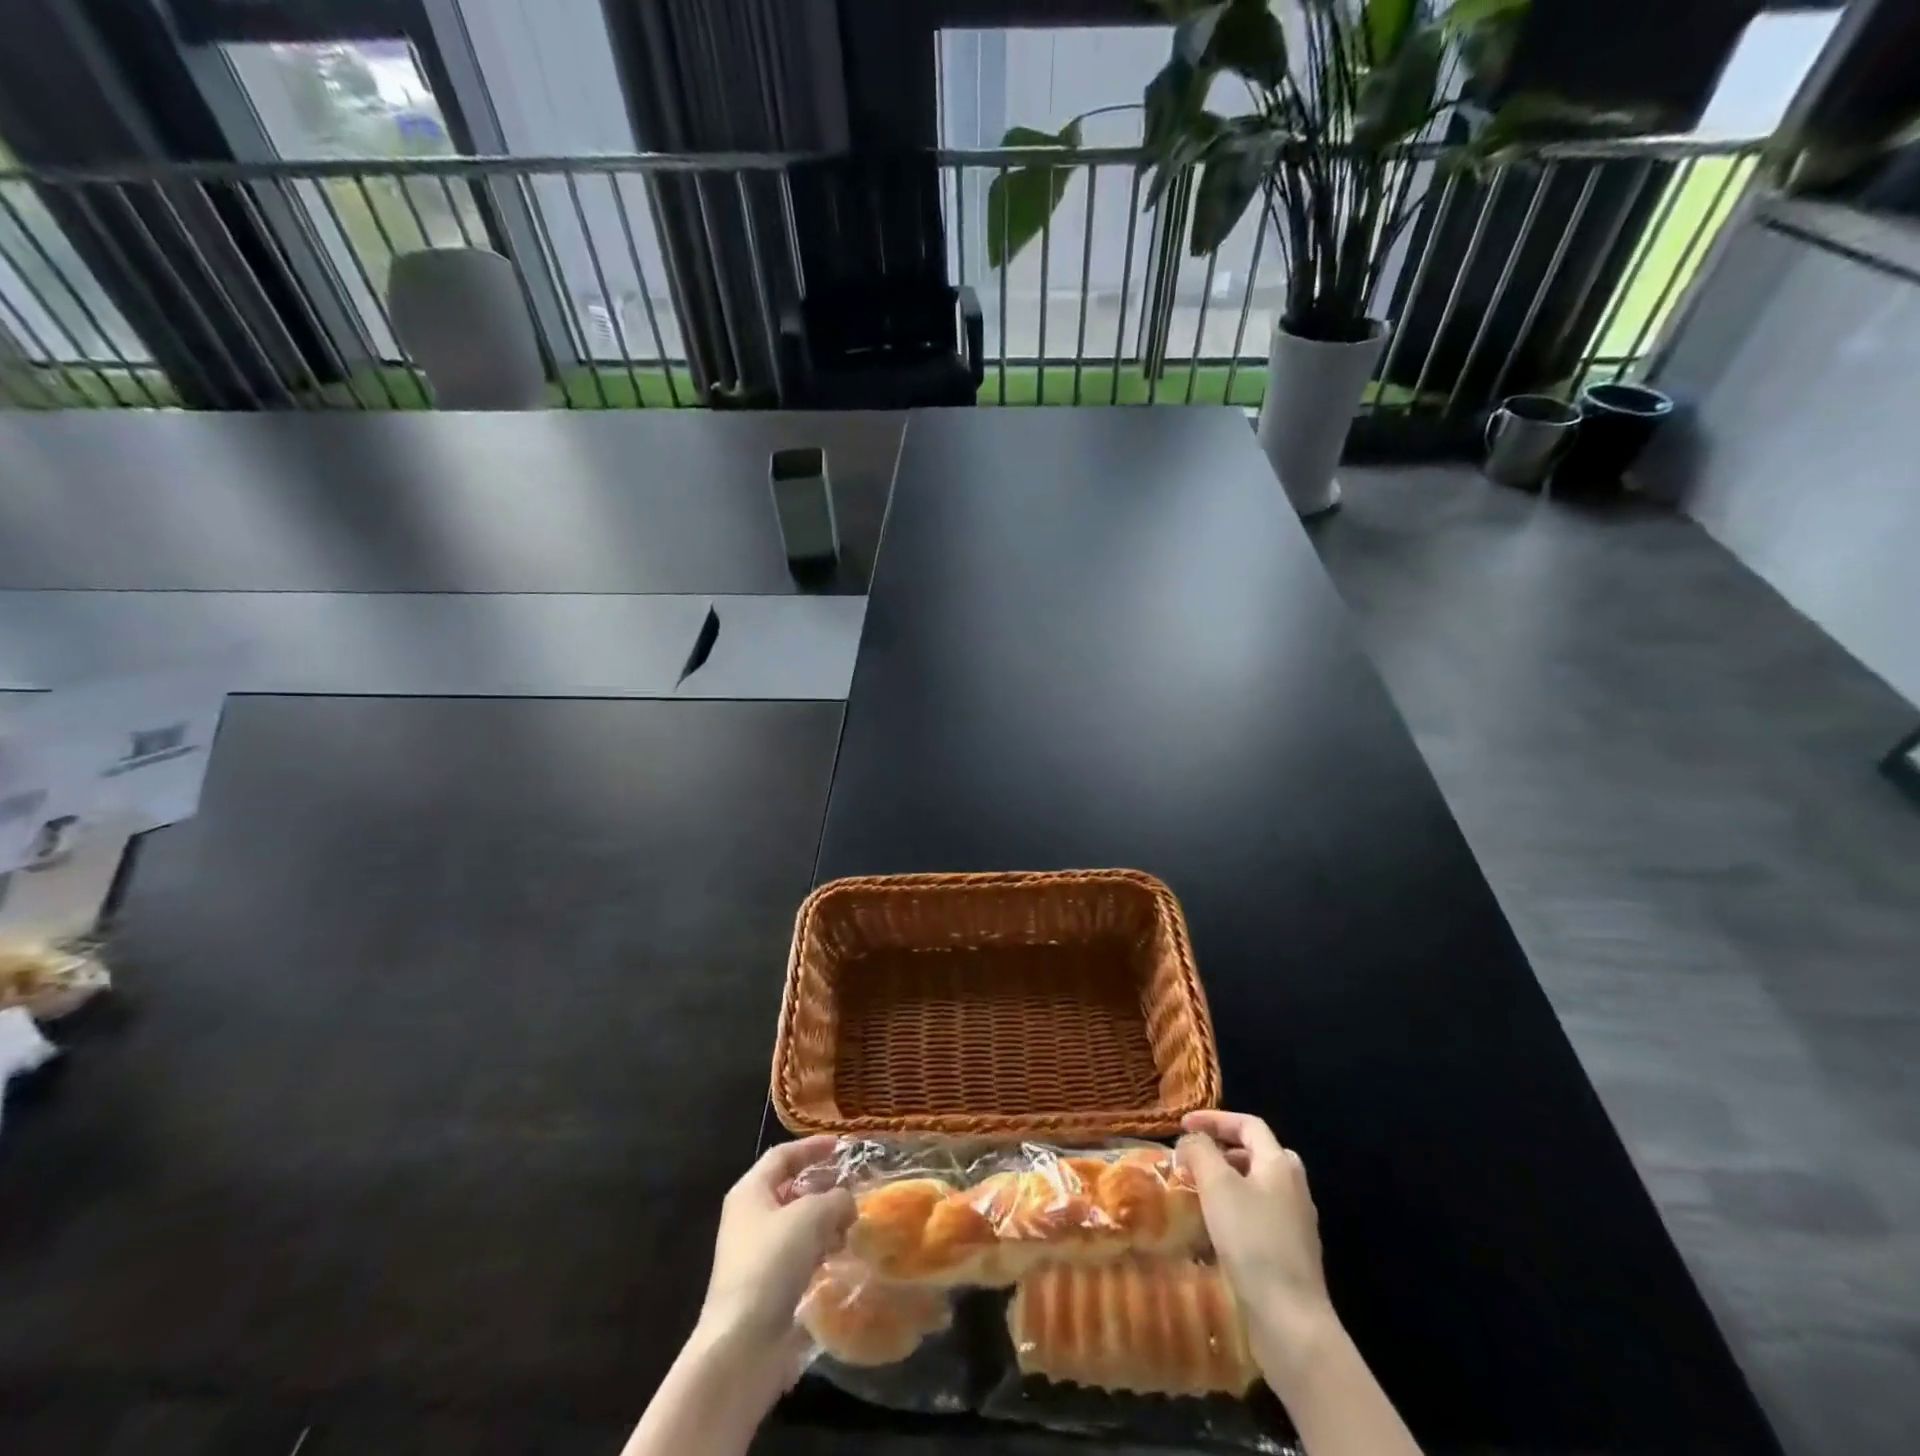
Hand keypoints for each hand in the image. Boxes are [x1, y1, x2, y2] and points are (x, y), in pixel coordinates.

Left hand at [695, 1136, 855, 1385]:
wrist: (741, 1346)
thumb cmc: (771, 1264)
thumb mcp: (811, 1216)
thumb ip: (835, 1199)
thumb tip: (846, 1202)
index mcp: (750, 1191)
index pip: (783, 1155)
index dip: (812, 1147)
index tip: (841, 1146)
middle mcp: (749, 1218)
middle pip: (790, 1190)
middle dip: (822, 1188)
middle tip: (854, 1189)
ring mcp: (756, 1255)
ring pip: (796, 1225)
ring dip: (824, 1223)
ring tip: (851, 1227)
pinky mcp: (766, 1288)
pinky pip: (797, 1257)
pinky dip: (818, 1252)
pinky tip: (838, 1258)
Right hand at [1177, 1111, 1338, 1377]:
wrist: (1291, 1320)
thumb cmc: (1252, 1241)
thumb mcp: (1217, 1185)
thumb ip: (1200, 1152)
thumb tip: (1191, 1140)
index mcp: (1280, 1163)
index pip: (1248, 1124)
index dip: (1214, 1119)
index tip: (1183, 1126)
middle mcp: (1294, 1186)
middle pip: (1256, 1152)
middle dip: (1222, 1149)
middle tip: (1194, 1158)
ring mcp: (1296, 1222)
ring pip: (1257, 1185)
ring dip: (1227, 1180)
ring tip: (1198, 1191)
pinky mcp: (1291, 1252)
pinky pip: (1259, 1214)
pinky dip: (1235, 1208)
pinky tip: (1215, 1228)